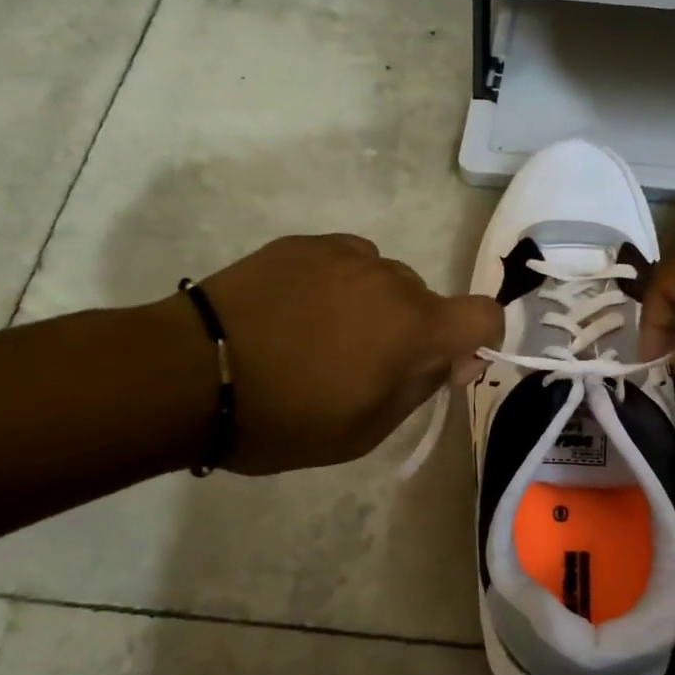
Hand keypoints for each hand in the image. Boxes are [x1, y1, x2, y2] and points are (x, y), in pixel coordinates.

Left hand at [197, 235, 499, 474]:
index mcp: (414, 327)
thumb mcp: (364, 430)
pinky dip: (339, 286)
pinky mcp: (304, 244)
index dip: (480, 341)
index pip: (485, 315)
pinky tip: (298, 312)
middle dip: (414, 333)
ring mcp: (345, 254)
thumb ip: (421, 388)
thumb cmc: (284, 417)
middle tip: (364, 367)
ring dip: (375, 307)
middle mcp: (391, 279)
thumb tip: (453, 359)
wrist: (189, 373)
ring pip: (386, 280)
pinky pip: (347, 262)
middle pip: (429, 302)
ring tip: (321, 337)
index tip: (445, 367)